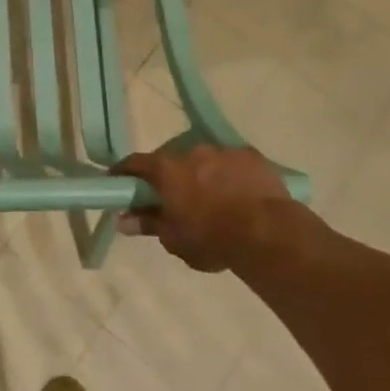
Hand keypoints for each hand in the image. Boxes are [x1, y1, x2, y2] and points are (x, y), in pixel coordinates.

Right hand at [111, 145, 318, 273]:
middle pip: (172, 160)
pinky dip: (230, 175)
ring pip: (205, 160)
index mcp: (167, 170)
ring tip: (213, 198)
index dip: (125, 172)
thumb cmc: (213, 239)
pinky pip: (233, 163)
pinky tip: (239, 194)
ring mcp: (223, 151)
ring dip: (202, 174)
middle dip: (170, 176)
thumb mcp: (175, 239)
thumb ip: (148, 224)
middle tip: (175, 198)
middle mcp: (192, 152)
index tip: (120, 181)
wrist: (269, 234)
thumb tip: (123, 220)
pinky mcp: (251, 156)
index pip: (135, 163)